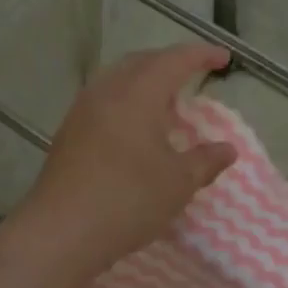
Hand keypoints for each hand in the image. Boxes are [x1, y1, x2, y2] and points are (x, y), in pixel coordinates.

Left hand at [13, 43, 236, 278]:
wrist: (61, 231)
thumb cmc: (128, 200)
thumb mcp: (178, 183)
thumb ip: (205, 161)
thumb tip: (226, 149)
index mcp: (138, 93)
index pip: (175, 60)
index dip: (202, 55)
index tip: (224, 58)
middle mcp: (107, 91)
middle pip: (142, 62)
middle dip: (171, 62)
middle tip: (194, 74)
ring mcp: (82, 110)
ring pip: (119, 79)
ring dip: (145, 80)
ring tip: (166, 100)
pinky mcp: (69, 132)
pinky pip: (104, 100)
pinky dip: (127, 100)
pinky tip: (136, 127)